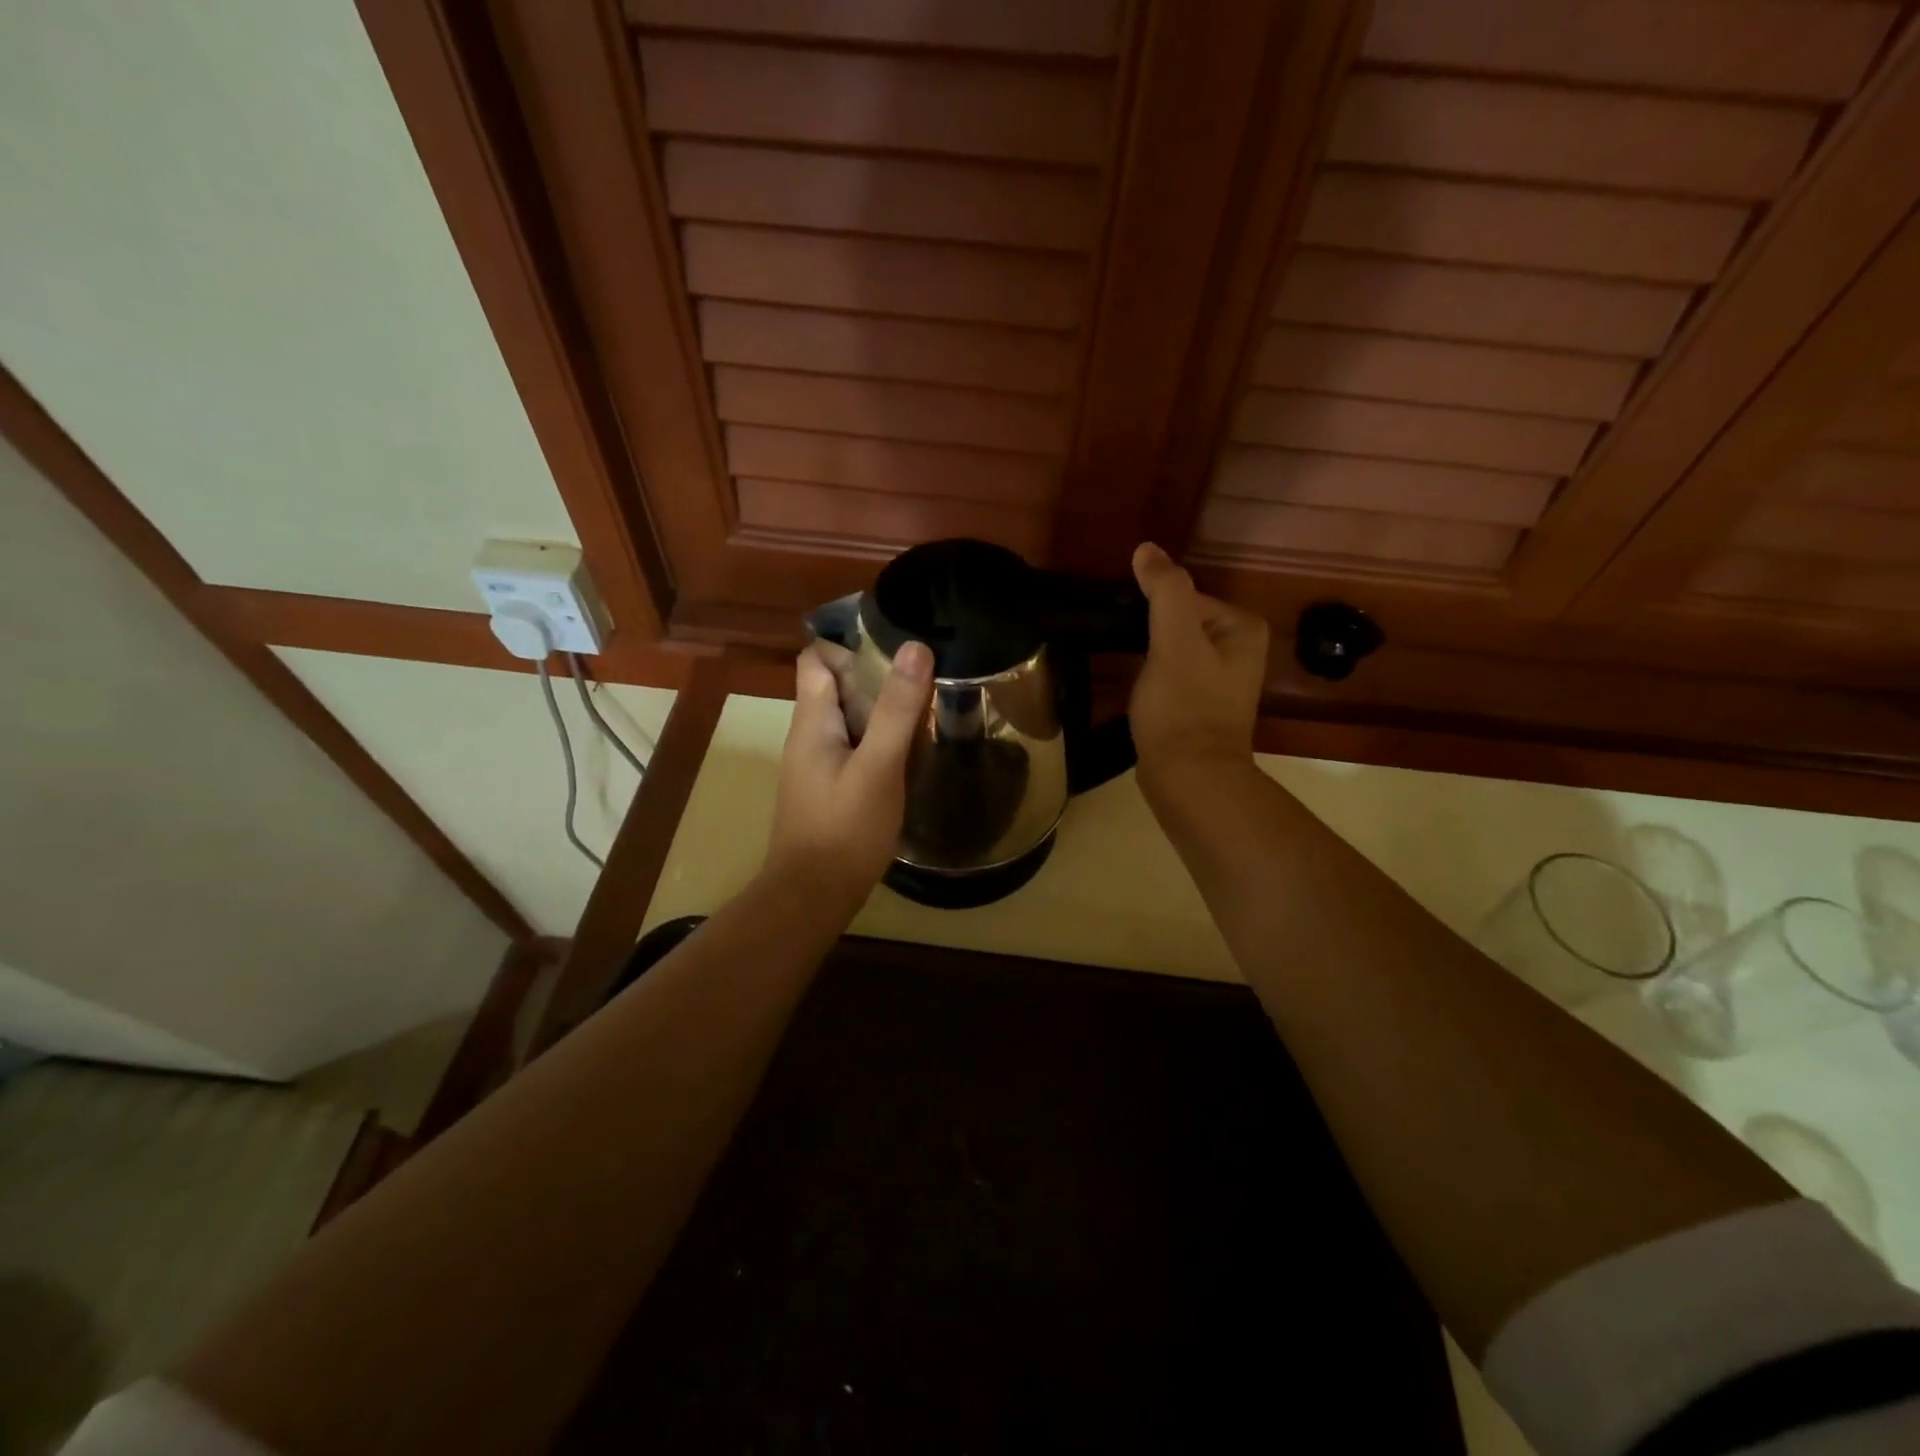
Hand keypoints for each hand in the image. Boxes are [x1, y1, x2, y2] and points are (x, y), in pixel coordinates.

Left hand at [763, 640, 934, 909]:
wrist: (813, 896)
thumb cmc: (844, 829)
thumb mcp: (878, 766)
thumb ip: (897, 710)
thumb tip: (915, 647)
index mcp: (812, 721)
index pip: (816, 659)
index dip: (850, 646)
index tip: (896, 648)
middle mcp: (809, 737)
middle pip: (838, 687)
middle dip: (877, 678)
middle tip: (925, 678)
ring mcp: (819, 765)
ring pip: (850, 720)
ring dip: (883, 712)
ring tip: (927, 710)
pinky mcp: (831, 789)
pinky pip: (856, 749)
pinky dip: (881, 742)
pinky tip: (911, 754)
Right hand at [1128, 542, 1267, 792]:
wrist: (1189, 777)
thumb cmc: (1184, 706)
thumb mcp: (1174, 641)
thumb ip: (1165, 590)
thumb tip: (1147, 548)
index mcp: (1242, 627)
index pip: (1185, 597)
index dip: (1152, 611)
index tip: (1132, 633)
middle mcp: (1240, 649)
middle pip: (1179, 621)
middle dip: (1150, 632)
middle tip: (1125, 651)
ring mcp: (1221, 680)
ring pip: (1173, 649)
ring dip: (1148, 655)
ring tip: (1128, 671)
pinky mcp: (1200, 705)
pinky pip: (1171, 675)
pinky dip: (1153, 677)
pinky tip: (1139, 692)